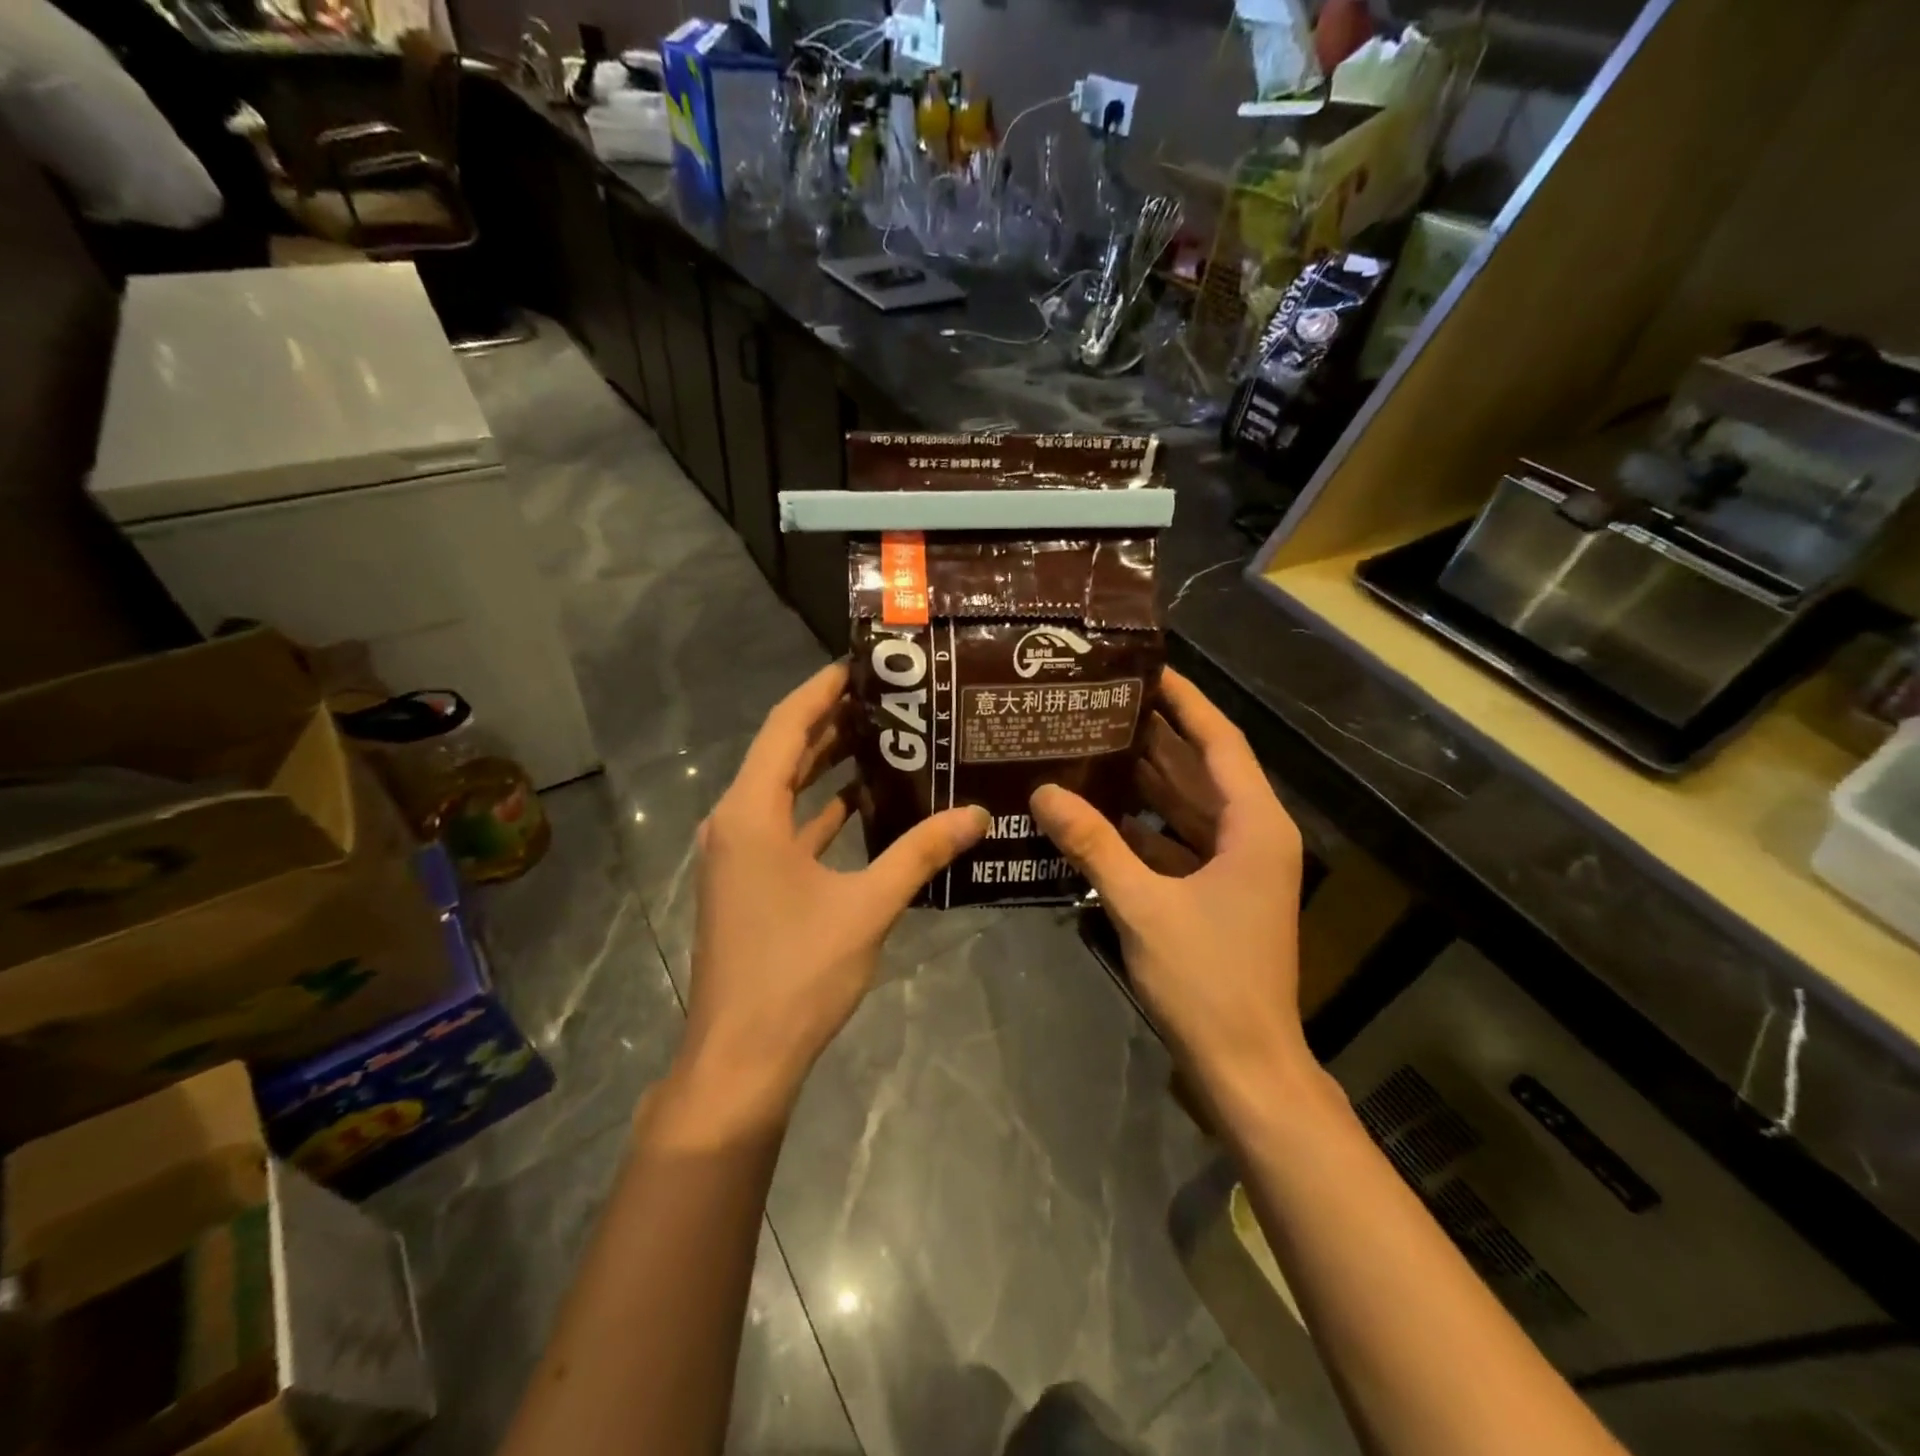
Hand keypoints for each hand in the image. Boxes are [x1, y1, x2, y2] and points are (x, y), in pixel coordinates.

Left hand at [680, 662, 988, 1117]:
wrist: (740, 1058)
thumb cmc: (797, 973)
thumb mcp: (869, 906)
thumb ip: (922, 853)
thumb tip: (977, 814)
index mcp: (751, 813)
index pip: (786, 726)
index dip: (822, 689)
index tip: (862, 663)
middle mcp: (735, 822)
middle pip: (783, 752)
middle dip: (832, 722)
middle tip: (889, 699)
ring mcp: (738, 854)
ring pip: (784, 791)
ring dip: (826, 765)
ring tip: (884, 739)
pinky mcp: (748, 882)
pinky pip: (786, 826)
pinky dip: (821, 810)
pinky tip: (864, 804)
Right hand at [1030, 669, 1309, 1114]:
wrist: (1246, 1065)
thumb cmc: (1207, 979)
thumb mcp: (1142, 904)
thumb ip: (1093, 844)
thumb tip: (1043, 793)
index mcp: (1256, 825)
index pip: (1219, 741)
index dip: (1185, 701)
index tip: (1147, 669)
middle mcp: (1253, 836)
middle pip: (1201, 769)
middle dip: (1155, 736)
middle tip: (1102, 702)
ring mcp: (1238, 867)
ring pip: (1187, 806)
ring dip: (1146, 780)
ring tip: (1093, 743)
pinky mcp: (1218, 894)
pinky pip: (1178, 843)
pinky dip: (1144, 827)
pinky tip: (1100, 812)